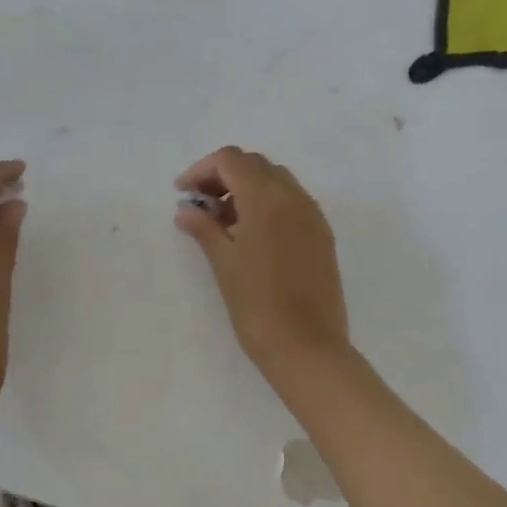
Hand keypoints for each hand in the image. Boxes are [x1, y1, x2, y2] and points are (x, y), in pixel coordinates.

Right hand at [175, 146, 350, 381]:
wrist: (307, 346)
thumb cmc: (257, 304)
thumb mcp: (224, 263)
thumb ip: (204, 228)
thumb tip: (186, 210)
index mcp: (267, 197)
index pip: (231, 160)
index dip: (202, 170)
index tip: (183, 193)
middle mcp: (295, 197)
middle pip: (256, 165)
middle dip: (224, 176)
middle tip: (201, 205)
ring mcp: (313, 216)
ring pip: (277, 182)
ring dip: (248, 189)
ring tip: (224, 223)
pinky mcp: (322, 236)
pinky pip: (293, 204)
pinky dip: (269, 206)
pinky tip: (252, 236)